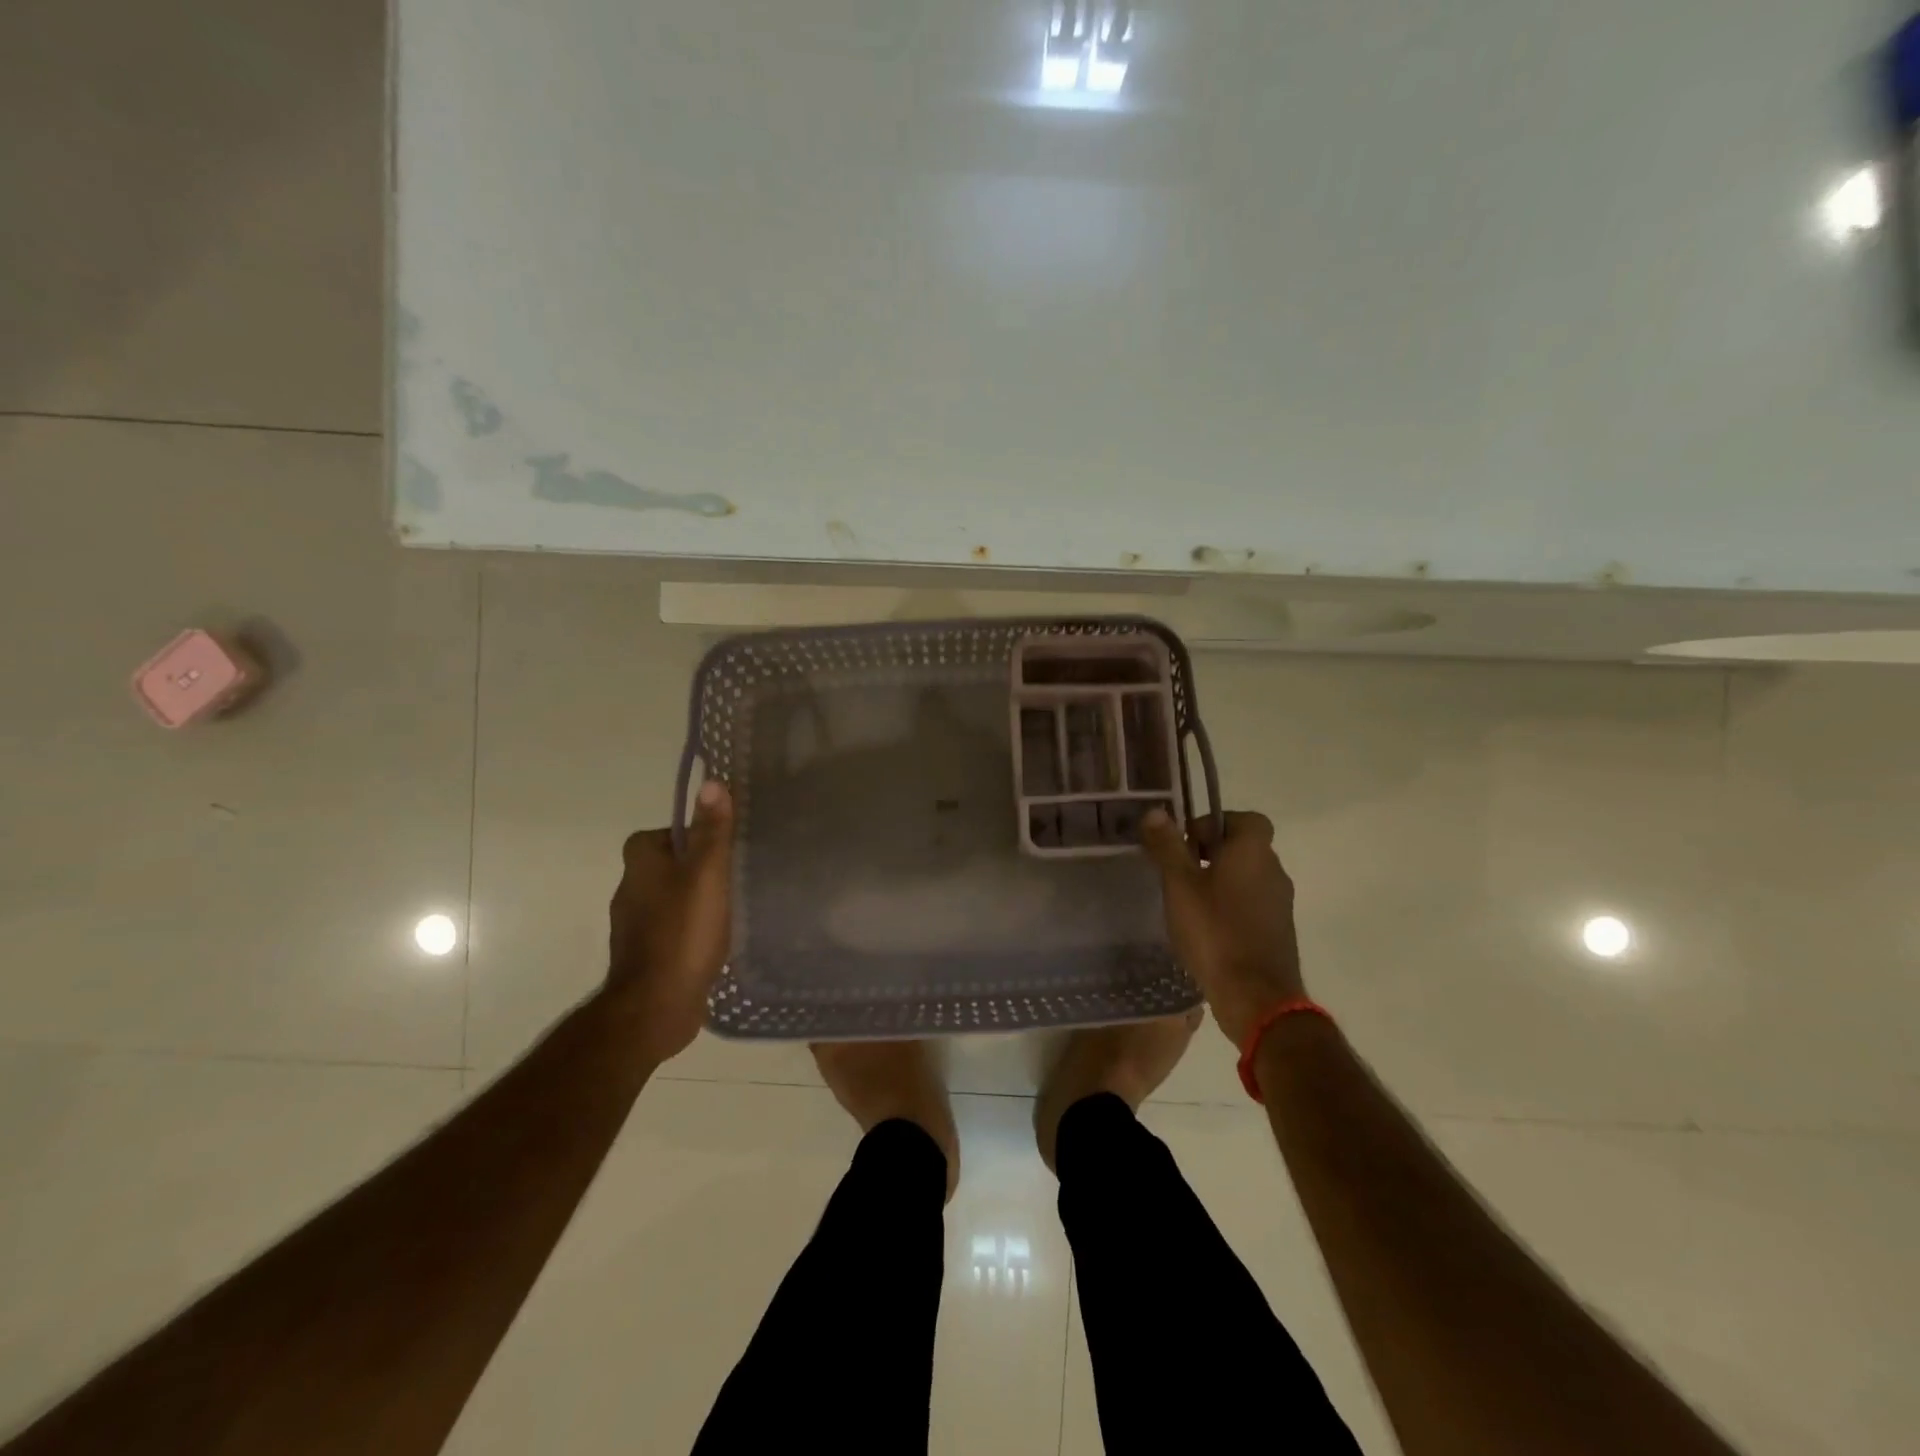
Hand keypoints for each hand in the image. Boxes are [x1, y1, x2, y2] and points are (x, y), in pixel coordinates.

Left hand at [607, 781, 734, 1065]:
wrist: (656, 1006)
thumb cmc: (683, 933)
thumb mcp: (707, 874)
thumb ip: (712, 831)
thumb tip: (712, 782)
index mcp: (639, 864)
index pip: (660, 834)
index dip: (689, 836)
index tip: (721, 847)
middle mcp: (630, 890)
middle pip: (668, 866)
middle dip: (697, 868)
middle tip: (735, 874)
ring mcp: (635, 927)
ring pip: (670, 899)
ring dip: (695, 901)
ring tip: (732, 907)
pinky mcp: (647, 956)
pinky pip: (672, 930)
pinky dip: (691, 930)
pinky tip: (716, 940)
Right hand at [1140, 808, 1305, 1047]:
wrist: (1256, 997)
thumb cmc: (1214, 931)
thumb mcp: (1180, 885)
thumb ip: (1167, 846)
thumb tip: (1156, 812)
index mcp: (1253, 852)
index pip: (1245, 819)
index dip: (1215, 824)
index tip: (1187, 844)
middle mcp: (1274, 871)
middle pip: (1244, 848)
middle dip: (1212, 854)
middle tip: (1179, 873)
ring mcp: (1280, 904)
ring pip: (1248, 878)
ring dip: (1221, 882)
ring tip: (1188, 903)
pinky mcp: (1279, 932)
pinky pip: (1252, 905)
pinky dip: (1231, 907)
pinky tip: (1206, 929)